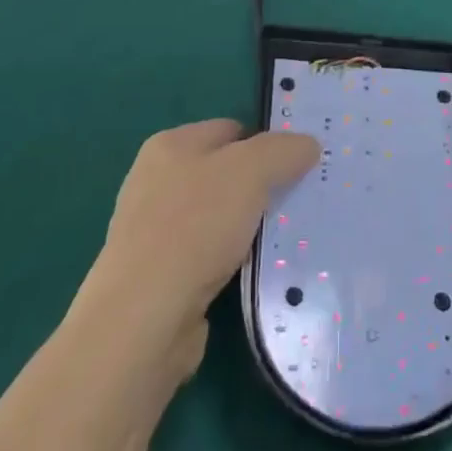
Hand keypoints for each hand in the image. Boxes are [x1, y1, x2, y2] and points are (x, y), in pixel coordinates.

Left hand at [90, 120, 319, 376]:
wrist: (143, 321)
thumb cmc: (195, 227)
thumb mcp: (250, 171)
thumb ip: (283, 150)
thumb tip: (307, 144)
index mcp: (170, 144)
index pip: (231, 129)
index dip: (267, 143)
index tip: (300, 166)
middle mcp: (155, 181)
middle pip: (224, 173)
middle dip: (259, 187)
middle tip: (298, 202)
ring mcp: (152, 231)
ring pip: (217, 217)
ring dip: (247, 228)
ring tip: (282, 241)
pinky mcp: (156, 277)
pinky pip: (207, 256)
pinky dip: (230, 262)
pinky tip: (252, 273)